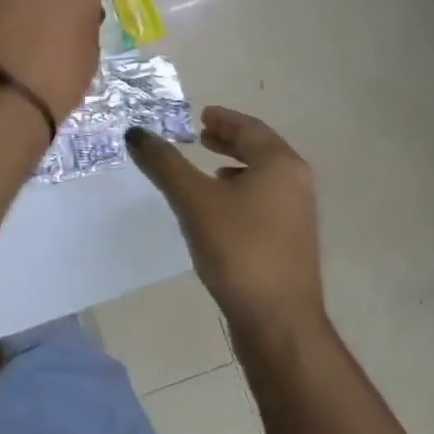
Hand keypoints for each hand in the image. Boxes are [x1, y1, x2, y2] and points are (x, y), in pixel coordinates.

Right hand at [128, 106, 326, 339]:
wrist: (277, 318)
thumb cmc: (238, 248)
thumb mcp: (193, 200)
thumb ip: (164, 164)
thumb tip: (135, 133)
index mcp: (280, 164)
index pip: (250, 128)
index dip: (224, 119)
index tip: (202, 115)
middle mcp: (296, 182)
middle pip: (261, 150)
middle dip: (231, 141)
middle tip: (201, 136)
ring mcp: (298, 214)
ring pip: (264, 177)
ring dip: (236, 167)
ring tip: (209, 169)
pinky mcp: (291, 241)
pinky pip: (265, 201)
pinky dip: (243, 192)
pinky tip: (221, 210)